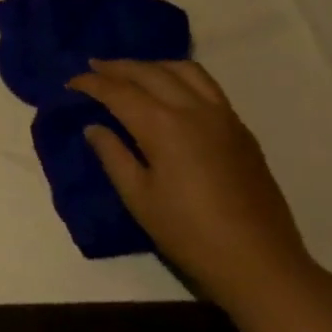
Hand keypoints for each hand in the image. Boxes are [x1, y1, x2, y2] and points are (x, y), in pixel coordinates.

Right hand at [69, 59, 315, 310]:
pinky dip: (180, 78)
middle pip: (149, 72)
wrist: (261, 265)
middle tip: (93, 67)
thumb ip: (113, 156)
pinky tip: (170, 92)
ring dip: (152, 66)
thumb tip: (94, 128)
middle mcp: (194, 110)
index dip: (91, 83)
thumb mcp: (138, 198)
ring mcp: (223, 117)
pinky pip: (207, 86)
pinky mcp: (241, 131)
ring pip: (184, 71)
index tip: (70, 83)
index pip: (118, 91)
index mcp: (164, 126)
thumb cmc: (190, 234)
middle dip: (117, 67)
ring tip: (132, 74)